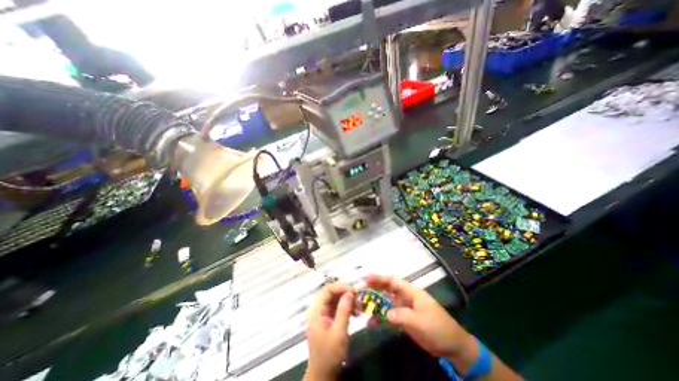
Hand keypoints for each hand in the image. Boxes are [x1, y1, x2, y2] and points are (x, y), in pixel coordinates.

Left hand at [304, 282, 355, 377]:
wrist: (323, 375)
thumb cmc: (329, 355)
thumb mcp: (339, 332)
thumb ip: (344, 310)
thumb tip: (350, 292)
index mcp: (316, 310)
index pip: (327, 290)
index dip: (341, 287)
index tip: (354, 291)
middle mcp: (318, 309)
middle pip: (331, 293)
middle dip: (345, 293)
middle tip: (358, 298)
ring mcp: (322, 313)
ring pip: (335, 299)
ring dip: (347, 300)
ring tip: (359, 307)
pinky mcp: (328, 318)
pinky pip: (337, 307)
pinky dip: (346, 307)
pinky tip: (356, 313)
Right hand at [366, 273, 472, 359]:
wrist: (452, 345)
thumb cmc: (438, 328)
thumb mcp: (420, 322)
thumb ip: (402, 316)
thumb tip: (385, 314)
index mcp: (411, 292)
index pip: (392, 281)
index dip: (379, 277)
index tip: (366, 277)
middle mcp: (405, 296)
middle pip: (387, 289)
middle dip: (374, 287)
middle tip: (360, 289)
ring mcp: (404, 307)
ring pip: (386, 301)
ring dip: (375, 303)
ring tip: (362, 305)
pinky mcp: (404, 318)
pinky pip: (389, 315)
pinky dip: (380, 317)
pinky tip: (371, 322)